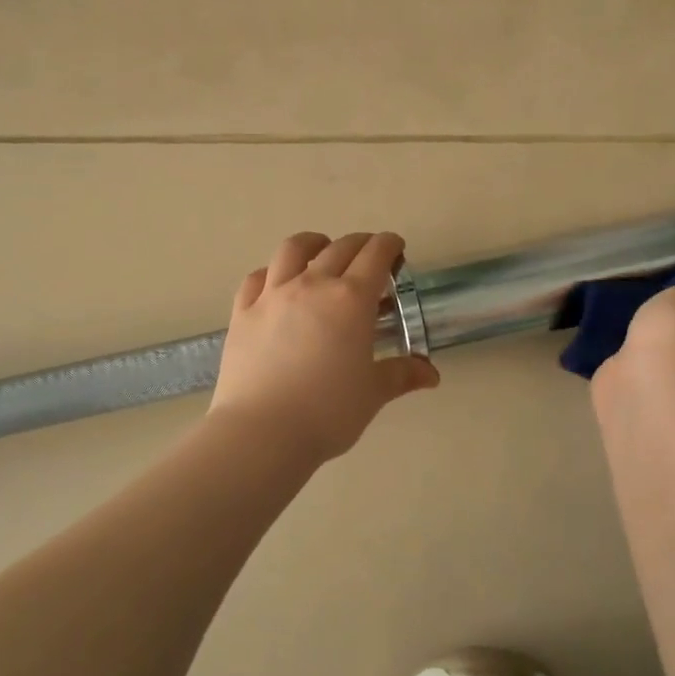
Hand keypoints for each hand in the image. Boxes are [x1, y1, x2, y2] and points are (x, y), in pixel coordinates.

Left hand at [210, 231, 439, 463]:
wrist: (262, 431)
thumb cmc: (328, 412)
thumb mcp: (373, 394)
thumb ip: (401, 375)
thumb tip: (431, 374)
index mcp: (351, 299)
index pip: (375, 255)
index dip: (389, 245)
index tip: (396, 249)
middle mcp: (313, 285)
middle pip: (340, 248)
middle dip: (360, 244)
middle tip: (369, 256)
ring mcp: (273, 295)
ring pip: (293, 249)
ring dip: (314, 244)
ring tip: (321, 251)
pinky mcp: (243, 311)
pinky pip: (257, 277)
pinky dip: (272, 272)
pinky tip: (277, 283)